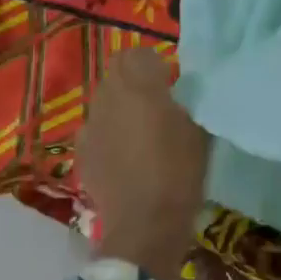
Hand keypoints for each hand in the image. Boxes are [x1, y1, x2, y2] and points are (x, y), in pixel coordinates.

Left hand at [79, 49, 210, 279]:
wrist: (145, 225)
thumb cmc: (180, 172)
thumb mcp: (199, 130)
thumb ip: (186, 102)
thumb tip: (178, 93)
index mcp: (140, 87)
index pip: (138, 54)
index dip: (153, 65)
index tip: (169, 83)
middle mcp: (109, 98)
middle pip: (116, 74)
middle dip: (133, 82)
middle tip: (156, 103)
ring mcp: (90, 125)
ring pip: (103, 101)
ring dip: (119, 107)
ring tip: (140, 131)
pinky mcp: (81, 152)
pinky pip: (95, 129)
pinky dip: (108, 133)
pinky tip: (125, 155)